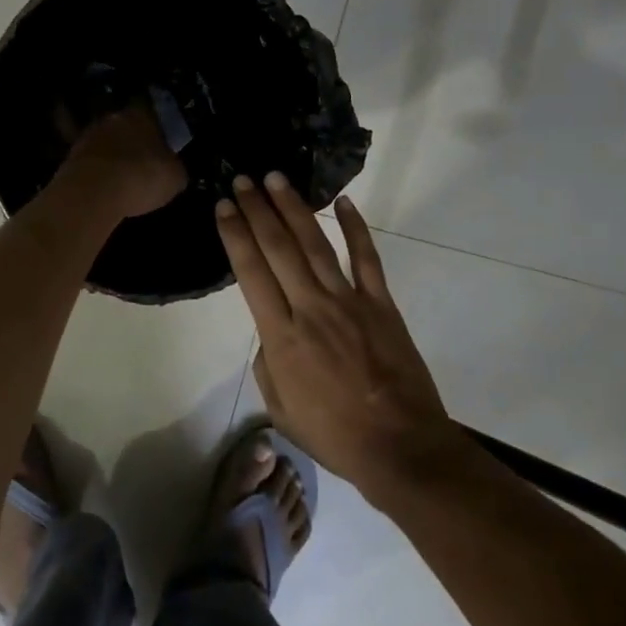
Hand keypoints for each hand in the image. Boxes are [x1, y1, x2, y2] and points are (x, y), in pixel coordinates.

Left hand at [60, 104, 187, 218]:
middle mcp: (112, 118)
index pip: (152, 114)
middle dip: (133, 143)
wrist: (93, 193)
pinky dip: (98, 174)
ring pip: (106, 144)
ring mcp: (87, 136)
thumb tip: (173, 169)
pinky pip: (91, 164)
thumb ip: (175, 168)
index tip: (162, 148)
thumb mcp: (176, 178)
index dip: (158, 132)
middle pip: (125, 128)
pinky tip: (105, 190)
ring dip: (113, 158)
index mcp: (141, 114)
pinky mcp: (69, 158)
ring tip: (122, 180)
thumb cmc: (142, 177)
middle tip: (142, 164)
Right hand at [216, 173, 464, 496]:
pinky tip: (343, 202)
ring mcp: (350, 302)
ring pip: (316, 245)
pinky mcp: (382, 304)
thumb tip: (270, 336)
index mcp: (282, 337)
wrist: (400, 446)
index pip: (251, 273)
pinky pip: (367, 258)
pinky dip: (356, 228)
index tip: (224, 206)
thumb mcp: (281, 409)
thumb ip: (268, 366)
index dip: (235, 235)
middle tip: (244, 179)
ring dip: (294, 209)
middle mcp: (311, 309)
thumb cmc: (335, 435)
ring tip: (277, 179)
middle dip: (258, 210)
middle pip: (279, 249)